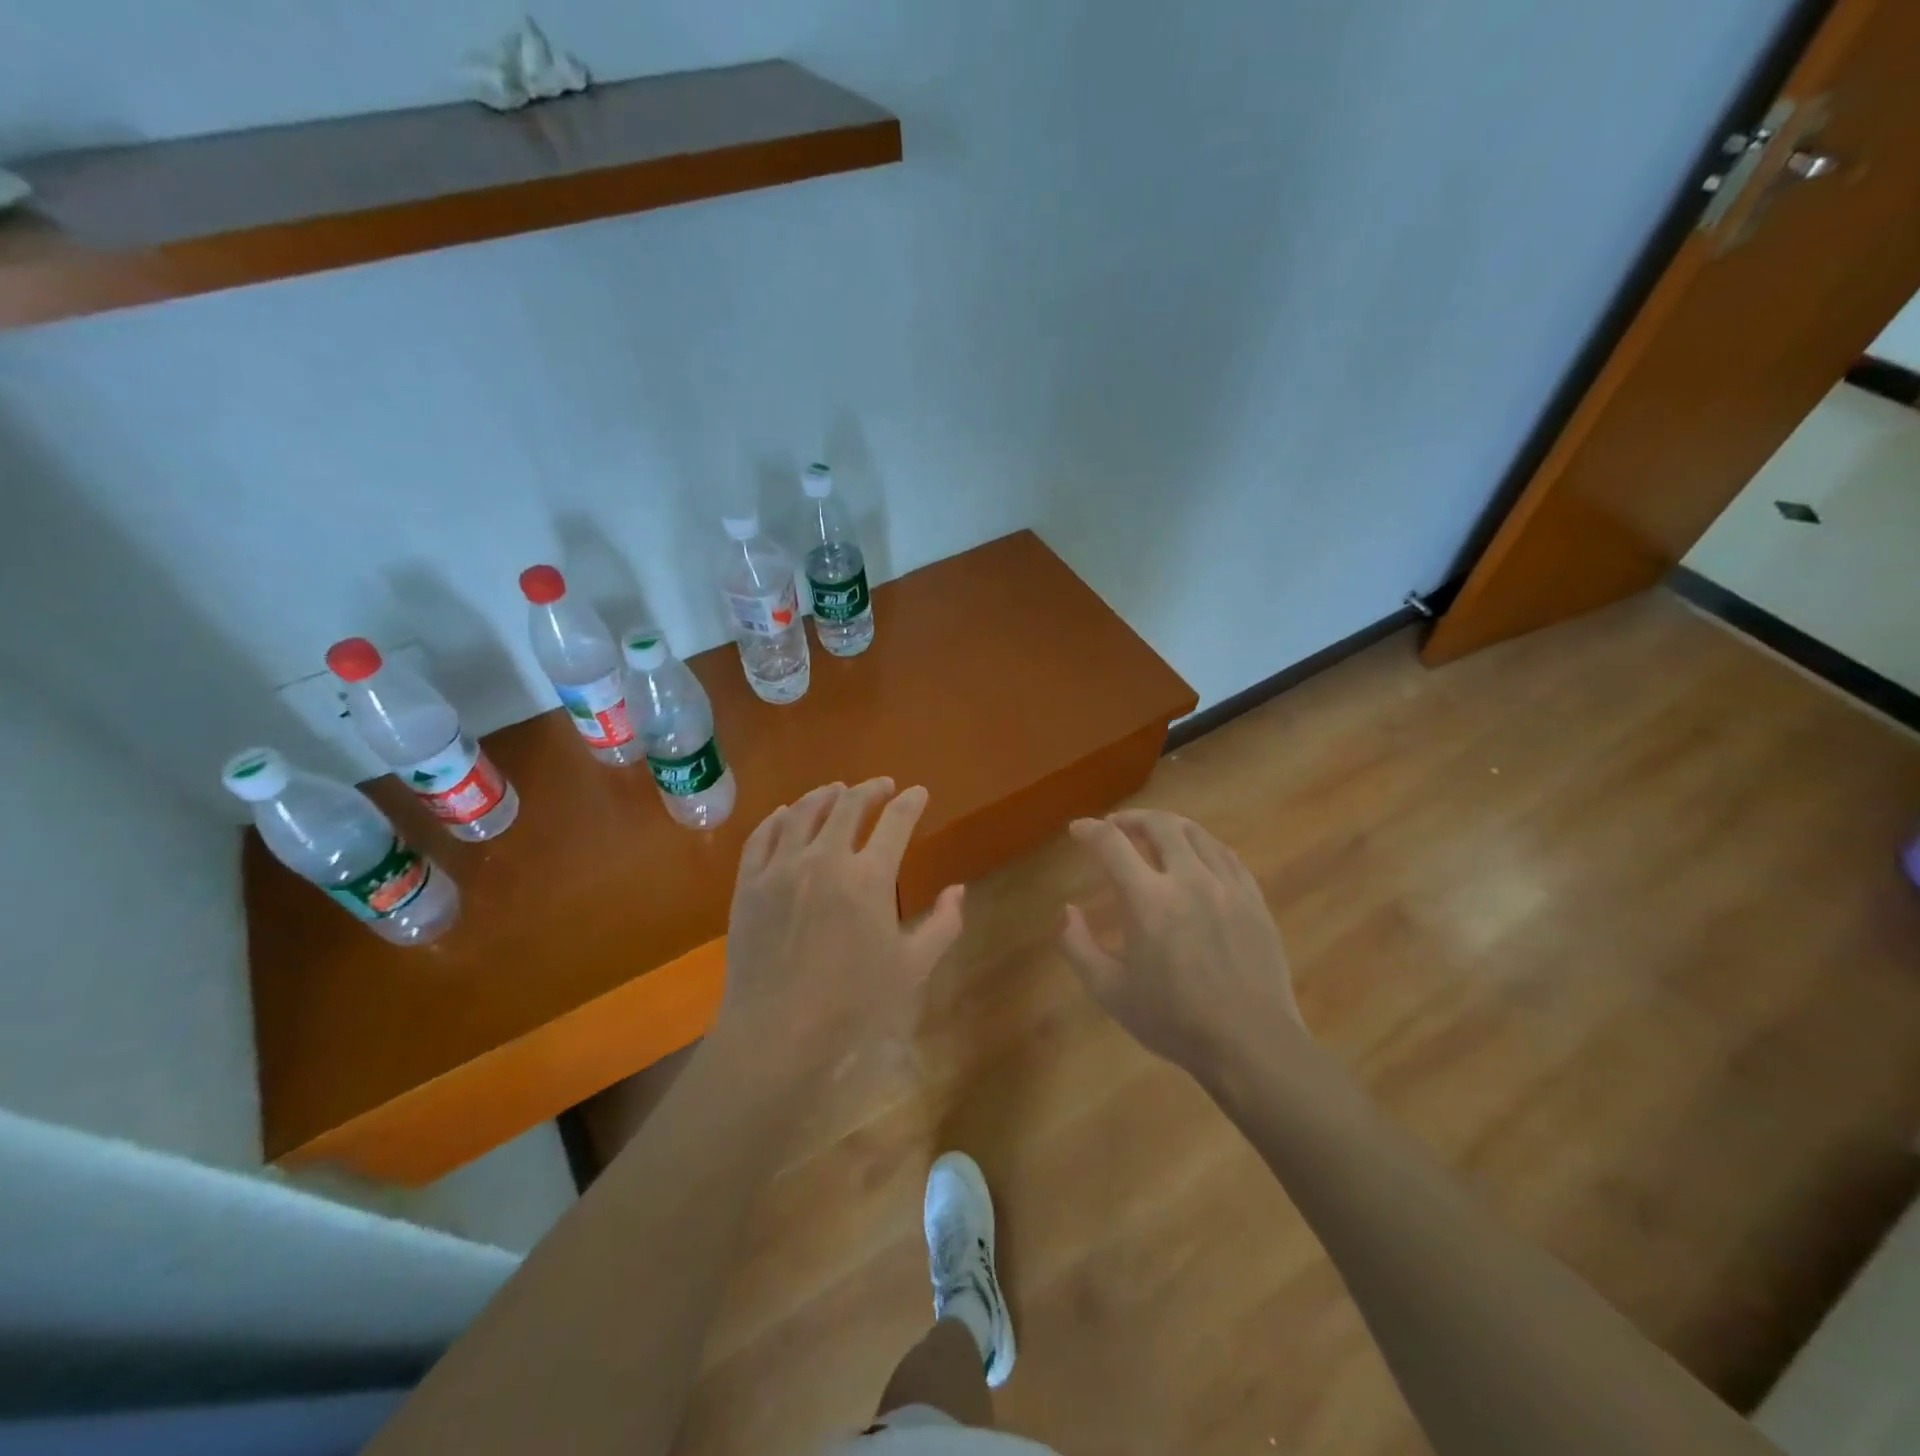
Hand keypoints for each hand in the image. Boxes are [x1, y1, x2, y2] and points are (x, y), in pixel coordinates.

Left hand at [717, 778, 964, 1073]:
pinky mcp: (748, 883)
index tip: (918, 793)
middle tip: (882, 786)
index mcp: (869, 876)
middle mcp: (824, 858)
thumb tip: (958, 890)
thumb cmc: (853, 1004)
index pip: (896, 821)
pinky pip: (762, 836)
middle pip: (849, 805)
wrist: (778, 1033)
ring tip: (836, 790)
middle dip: (871, 789)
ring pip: (803, 812)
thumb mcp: (912, 968)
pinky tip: (786, 814)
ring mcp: (781, 868)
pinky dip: (778, 818)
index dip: (911, 802)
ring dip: (825, 795)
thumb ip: (942, 925)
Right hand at [1060, 809, 1303, 1073]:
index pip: (1111, 844)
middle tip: (1116, 826)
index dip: (1089, 830)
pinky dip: (1202, 845)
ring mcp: (1226, 886)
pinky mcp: (1254, 899)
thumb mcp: (1109, 991)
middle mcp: (1188, 879)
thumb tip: (1067, 910)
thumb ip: (1078, 946)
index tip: (1077, 830)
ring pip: (1196, 834)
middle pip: (1159, 825)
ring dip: (1168, 826)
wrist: (1251, 1044)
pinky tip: (1197, 856)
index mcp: (1148, 900)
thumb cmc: (1174, 1021)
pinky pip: (1226, 855)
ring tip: (1154, 834)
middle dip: (1131, 818)